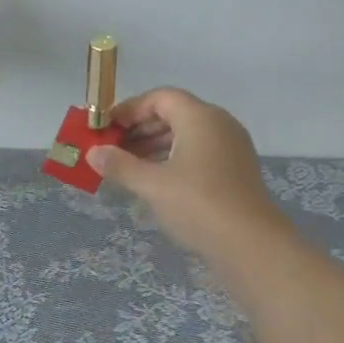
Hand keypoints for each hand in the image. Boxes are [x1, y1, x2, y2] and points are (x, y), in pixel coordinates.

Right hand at [87, 88, 293, 258]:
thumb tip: (93, 153)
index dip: (130, 109)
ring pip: (186, 134)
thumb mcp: (152, 185)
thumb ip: (120, 165)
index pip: (160, 98)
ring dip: (155, 145)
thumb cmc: (198, 205)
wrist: (251, 244)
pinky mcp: (235, 170)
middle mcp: (219, 124)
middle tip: (112, 148)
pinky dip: (174, 158)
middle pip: (174, 113)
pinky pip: (199, 152)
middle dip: (140, 128)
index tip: (106, 128)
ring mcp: (231, 147)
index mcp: (200, 117)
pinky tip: (156, 180)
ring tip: (128, 166)